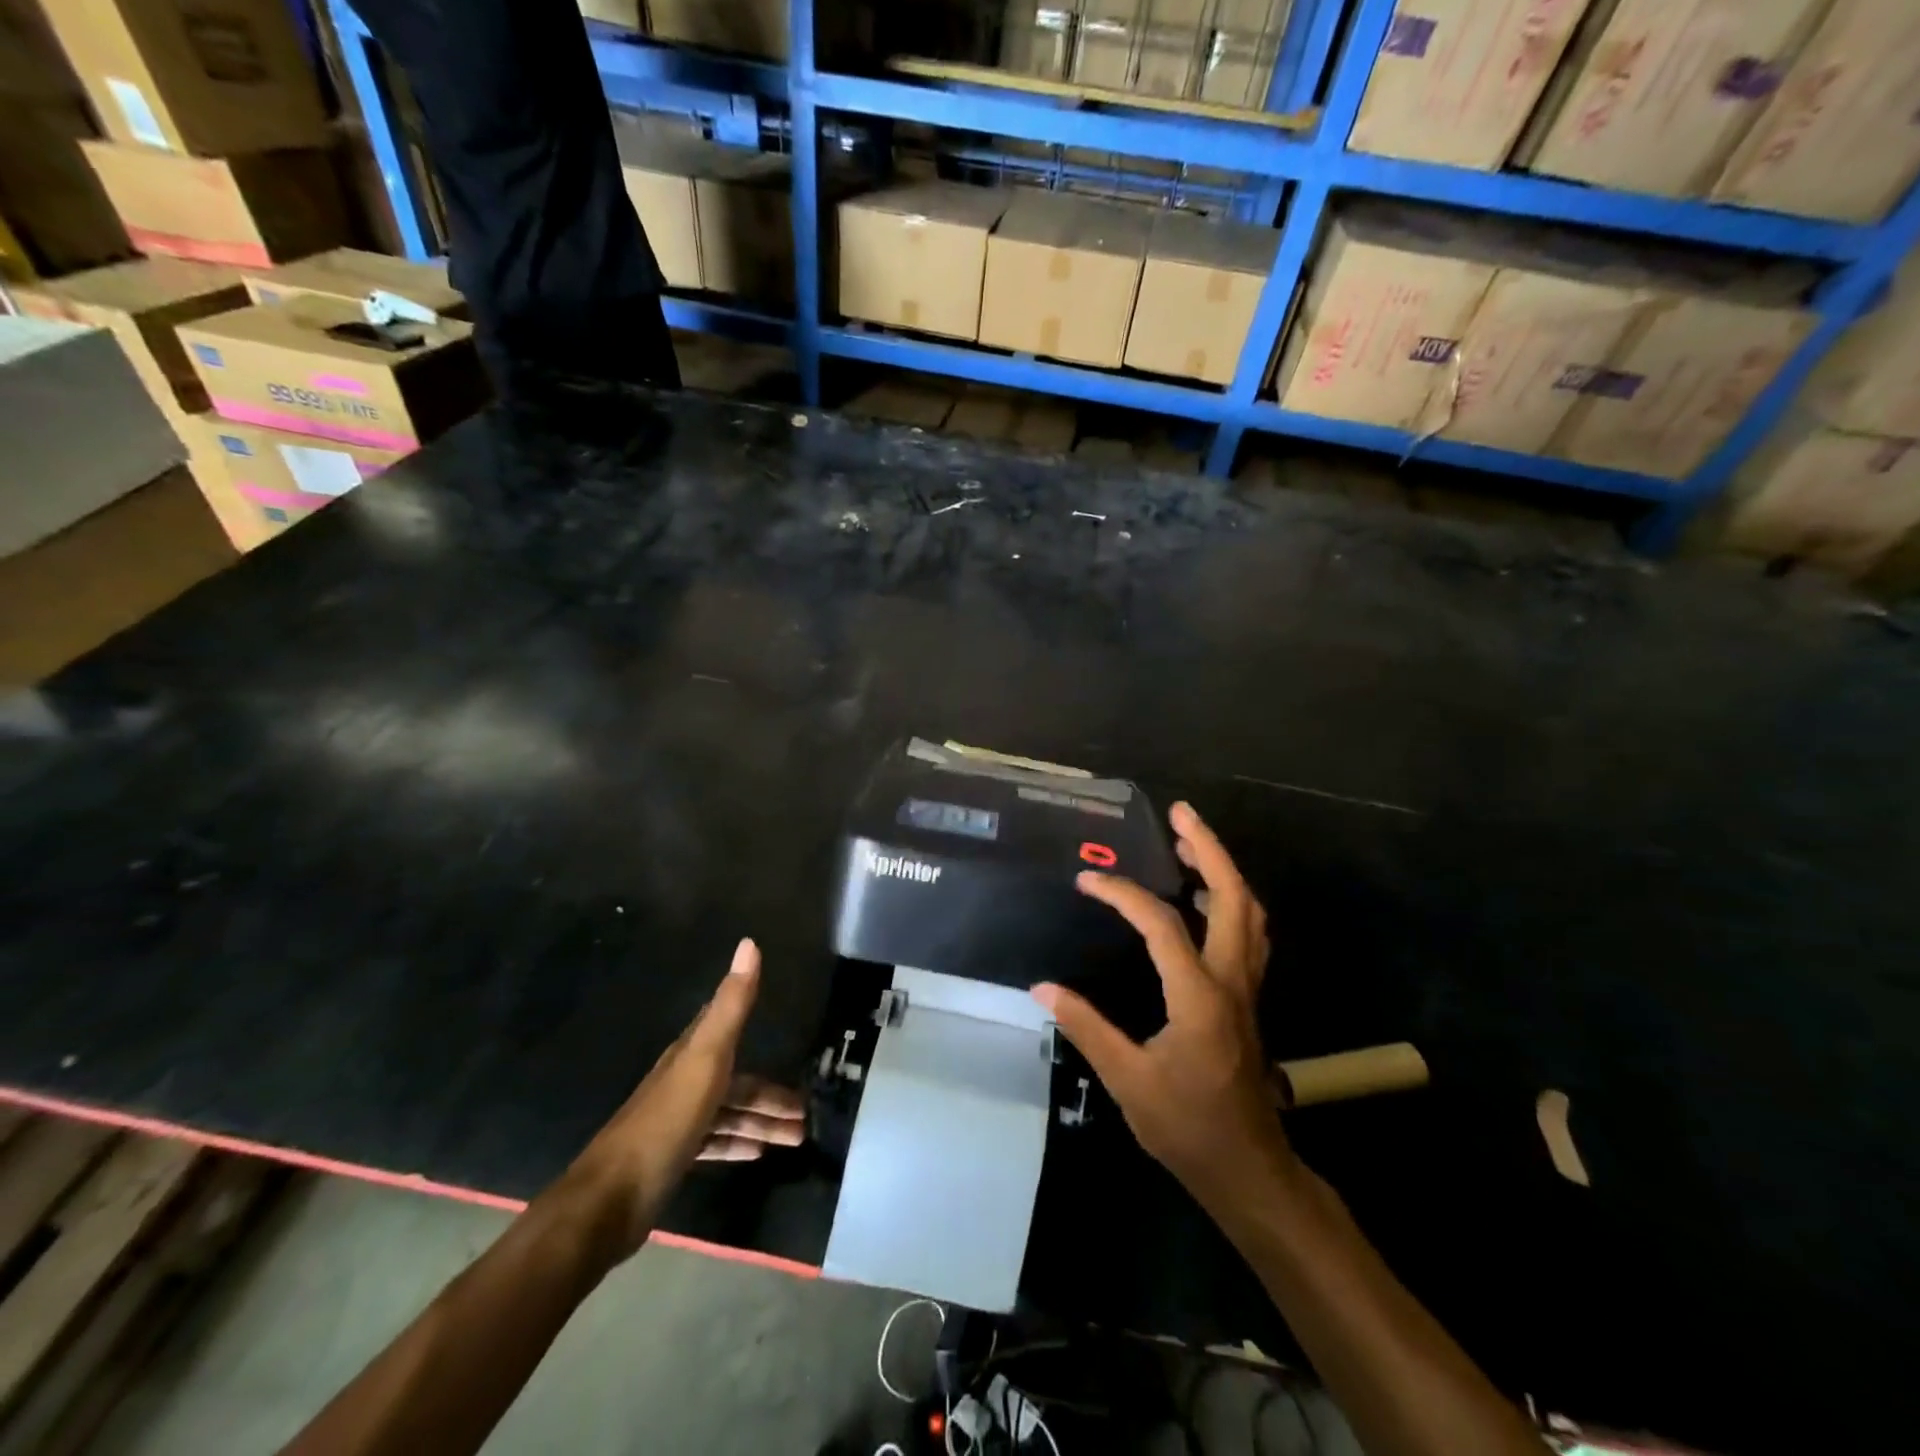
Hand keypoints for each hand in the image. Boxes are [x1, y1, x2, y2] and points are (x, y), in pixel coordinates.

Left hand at [564, 938, 804, 1258]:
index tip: (785, 1023)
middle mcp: (685, 1082)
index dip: (755, 1021)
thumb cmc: (666, 1121)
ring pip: (730, 1114)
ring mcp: (679, 1122)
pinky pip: (716, 1142)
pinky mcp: (674, 1156)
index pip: (727, 1027)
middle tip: (807, 1114)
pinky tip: (758, 1154)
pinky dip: (738, 1144)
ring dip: (762, 1123)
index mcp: (692, 1054)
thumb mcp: (706, 1058)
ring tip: (797, 1138)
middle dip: (771, 1096)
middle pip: (738, 1082)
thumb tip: (750, 943)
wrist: (611, 1198)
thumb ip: (731, 1005)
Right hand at [1032, 803, 1291, 1210]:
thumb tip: (1042, 987)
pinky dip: (1230, 901)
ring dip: (1223, 870)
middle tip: (1180, 814)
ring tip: (1190, 844)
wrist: (1249, 1169)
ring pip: (1250, 913)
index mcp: (1199, 996)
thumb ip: (1086, 1027)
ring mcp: (1247, 988)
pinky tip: (1202, 900)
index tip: (1086, 881)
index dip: (1122, 895)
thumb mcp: (1127, 1081)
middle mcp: (1231, 981)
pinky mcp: (1247, 998)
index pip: (1161, 925)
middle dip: (1209, 849)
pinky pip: (1248, 933)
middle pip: (1234, 897)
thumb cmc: (1187, 1128)